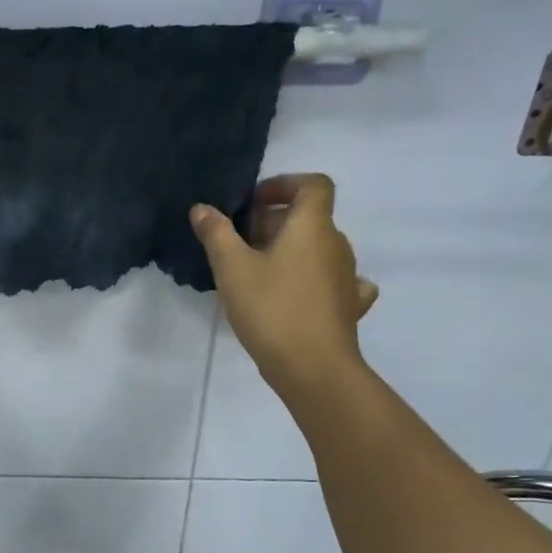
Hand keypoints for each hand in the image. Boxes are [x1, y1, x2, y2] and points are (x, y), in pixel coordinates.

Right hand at [191, 175, 378, 403]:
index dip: (284, 184)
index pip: (313, 184)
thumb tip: (202, 208)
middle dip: (276, 222)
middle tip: (240, 244)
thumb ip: (216, 233)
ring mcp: (348, 277)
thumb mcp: (232, 268)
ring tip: (259, 272)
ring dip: (292, 251)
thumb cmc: (271, 308)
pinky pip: (335, 281)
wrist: (313, 368)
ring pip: (320, 249)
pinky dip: (316, 279)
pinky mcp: (349, 307)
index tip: (254, 202)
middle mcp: (337, 245)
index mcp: (313, 226)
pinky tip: (300, 294)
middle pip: (311, 218)